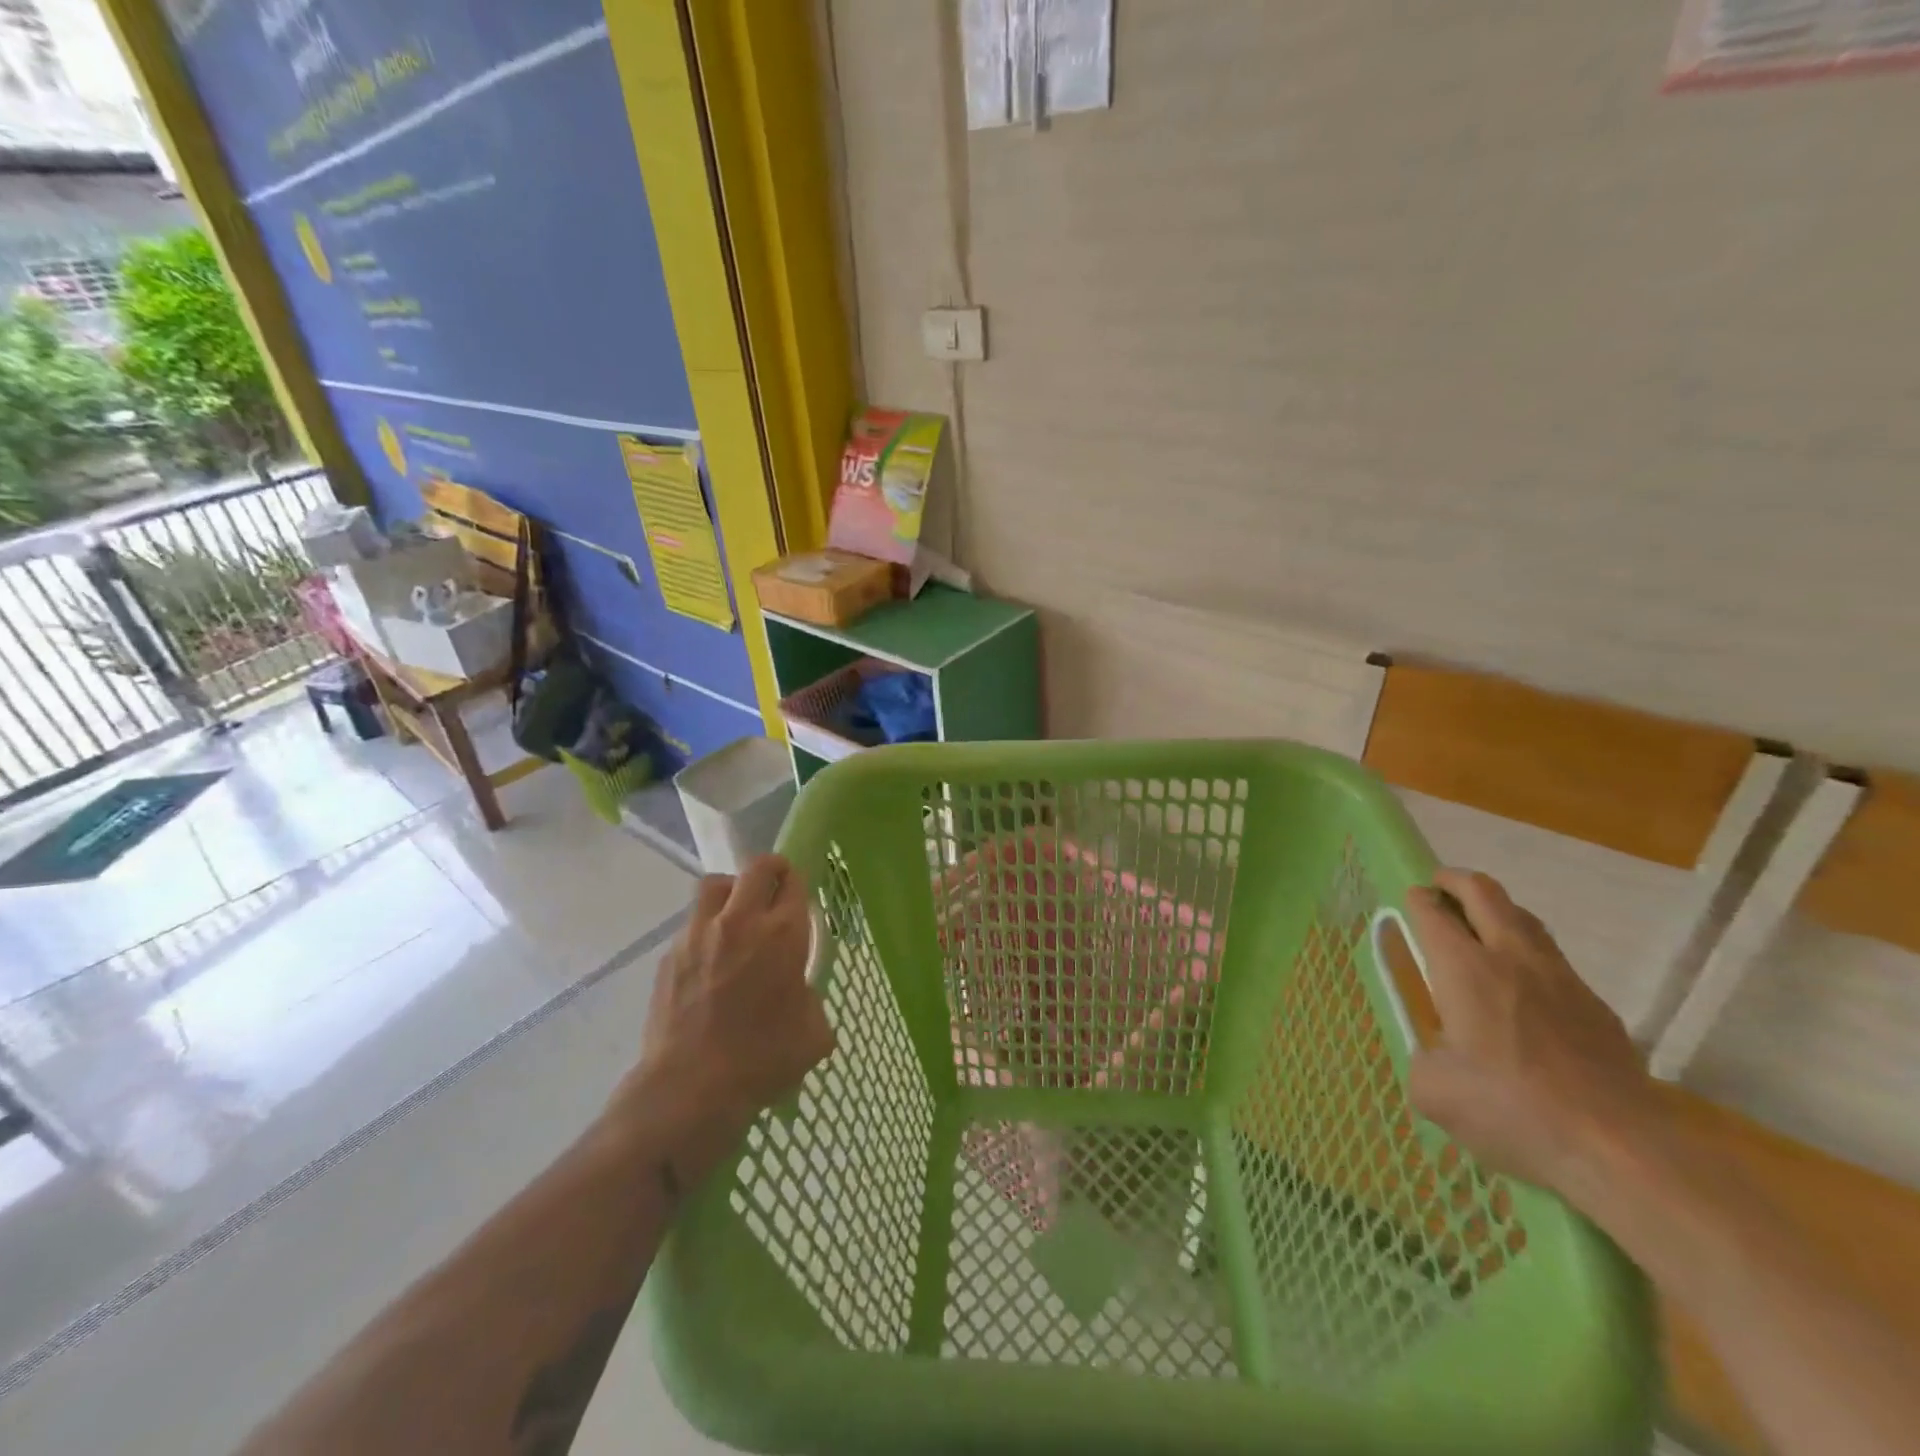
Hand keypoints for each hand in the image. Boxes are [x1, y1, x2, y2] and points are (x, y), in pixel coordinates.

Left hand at [623, 856, 833, 1150]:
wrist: (690, 1088)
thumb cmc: (763, 1060)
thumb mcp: (813, 1033)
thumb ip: (811, 998)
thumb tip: (799, 993)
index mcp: (783, 933)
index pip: (794, 881)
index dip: (798, 883)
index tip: (799, 897)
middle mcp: (741, 921)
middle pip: (756, 867)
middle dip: (770, 871)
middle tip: (774, 891)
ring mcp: (699, 934)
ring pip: (716, 885)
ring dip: (731, 891)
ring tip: (736, 918)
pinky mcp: (670, 955)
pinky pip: (691, 924)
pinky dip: (705, 931)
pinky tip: (709, 963)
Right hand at [1404, 868, 1664, 1194]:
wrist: (1618, 1149)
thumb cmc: (1510, 1110)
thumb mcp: (1434, 1091)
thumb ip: (1423, 1061)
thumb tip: (1435, 1060)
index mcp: (1464, 969)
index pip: (1433, 912)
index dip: (1417, 899)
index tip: (1410, 900)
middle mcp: (1511, 959)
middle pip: (1484, 893)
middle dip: (1455, 881)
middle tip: (1439, 887)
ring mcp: (1562, 980)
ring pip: (1525, 919)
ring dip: (1497, 911)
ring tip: (1481, 926)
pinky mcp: (1597, 1008)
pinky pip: (1555, 962)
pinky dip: (1529, 955)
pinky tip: (1524, 988)